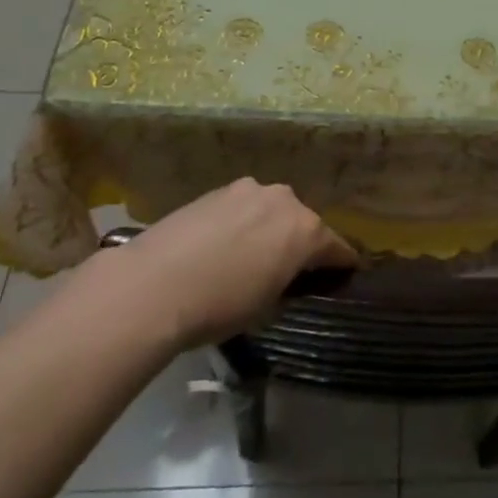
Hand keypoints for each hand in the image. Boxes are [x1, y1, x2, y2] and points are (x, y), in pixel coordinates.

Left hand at [64, 179, 357, 351]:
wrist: (152, 285)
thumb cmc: (219, 305)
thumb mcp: (266, 307)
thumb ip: (287, 285)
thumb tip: (287, 278)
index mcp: (306, 230)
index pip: (337, 248)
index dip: (342, 265)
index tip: (344, 275)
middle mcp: (284, 201)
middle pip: (303, 223)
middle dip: (301, 243)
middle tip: (289, 270)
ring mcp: (248, 190)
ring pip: (270, 211)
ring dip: (269, 229)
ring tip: (251, 256)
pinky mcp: (216, 190)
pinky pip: (241, 208)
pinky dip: (241, 223)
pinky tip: (222, 246)